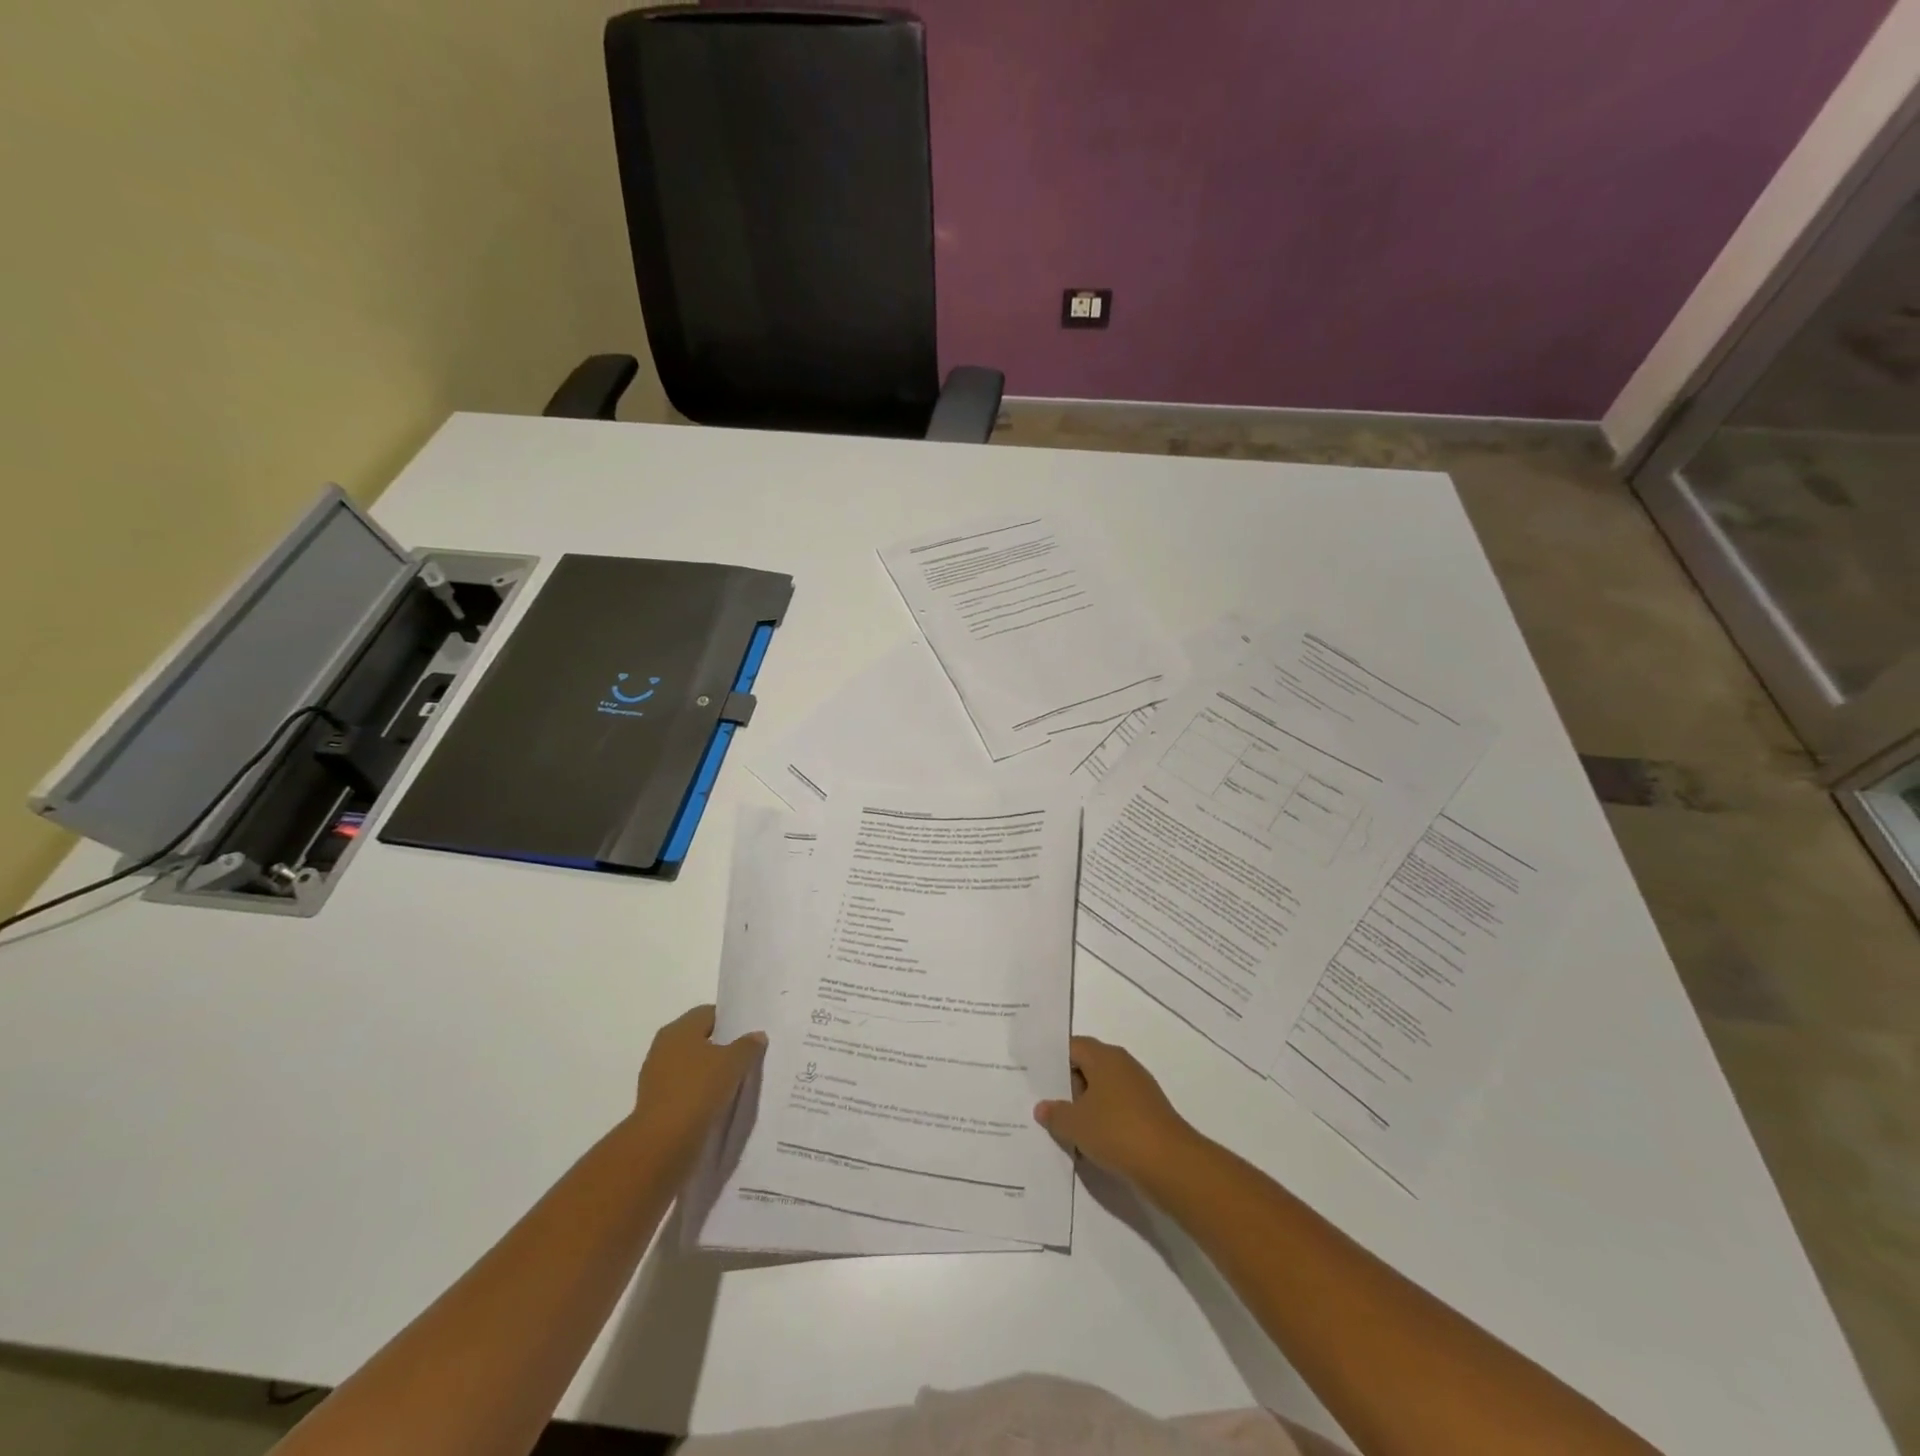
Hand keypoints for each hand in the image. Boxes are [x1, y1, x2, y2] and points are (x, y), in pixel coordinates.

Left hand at [630, 1005, 766, 1170]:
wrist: (662, 1143)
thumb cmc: (698, 1090)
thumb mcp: (733, 1063)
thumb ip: (747, 1045)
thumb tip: (756, 1035)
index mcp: (679, 1029)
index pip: (709, 1014)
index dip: (731, 1021)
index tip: (750, 1033)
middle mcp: (664, 1047)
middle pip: (700, 1040)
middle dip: (723, 1047)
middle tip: (748, 1056)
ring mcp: (657, 1077)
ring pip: (693, 1066)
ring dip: (712, 1072)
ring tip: (737, 1082)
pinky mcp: (658, 1103)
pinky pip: (686, 1089)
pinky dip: (701, 1093)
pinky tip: (719, 1102)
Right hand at [1034, 1036, 1197, 1185]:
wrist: (1171, 1165)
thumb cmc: (1117, 1131)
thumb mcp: (1076, 1124)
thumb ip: (1055, 1114)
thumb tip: (1042, 1107)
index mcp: (1104, 1057)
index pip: (1072, 1046)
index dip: (1052, 1059)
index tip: (1035, 1076)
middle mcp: (1123, 1066)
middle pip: (1088, 1067)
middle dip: (1067, 1086)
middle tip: (1045, 1105)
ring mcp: (1139, 1090)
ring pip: (1102, 1091)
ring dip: (1085, 1108)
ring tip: (1063, 1128)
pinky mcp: (1149, 1114)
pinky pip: (1117, 1110)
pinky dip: (1102, 1122)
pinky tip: (1090, 1144)